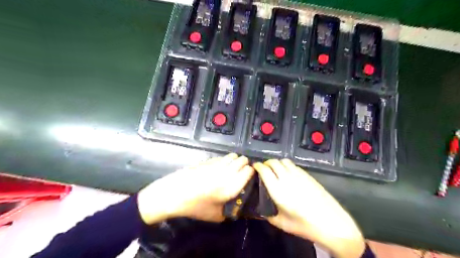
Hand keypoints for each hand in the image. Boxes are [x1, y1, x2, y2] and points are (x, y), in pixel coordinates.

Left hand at [138, 153, 252, 223]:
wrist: (175, 193)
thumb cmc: (196, 206)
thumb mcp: (216, 216)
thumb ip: (230, 210)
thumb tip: (237, 205)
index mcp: (232, 185)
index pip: (249, 171)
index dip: (251, 172)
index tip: (250, 177)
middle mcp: (228, 171)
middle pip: (243, 160)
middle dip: (245, 164)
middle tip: (242, 172)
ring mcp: (218, 163)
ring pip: (233, 155)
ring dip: (236, 160)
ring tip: (232, 168)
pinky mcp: (209, 159)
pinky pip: (222, 157)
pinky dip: (225, 160)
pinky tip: (220, 167)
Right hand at [253, 159, 365, 257]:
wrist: (332, 223)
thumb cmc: (305, 225)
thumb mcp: (282, 224)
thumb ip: (268, 214)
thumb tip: (262, 208)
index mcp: (278, 190)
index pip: (264, 170)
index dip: (258, 166)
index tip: (255, 166)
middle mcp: (287, 178)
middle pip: (273, 162)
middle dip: (266, 163)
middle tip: (264, 168)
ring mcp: (299, 175)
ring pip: (284, 161)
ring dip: (277, 163)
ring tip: (275, 169)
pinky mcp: (308, 175)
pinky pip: (294, 165)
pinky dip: (287, 166)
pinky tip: (288, 173)